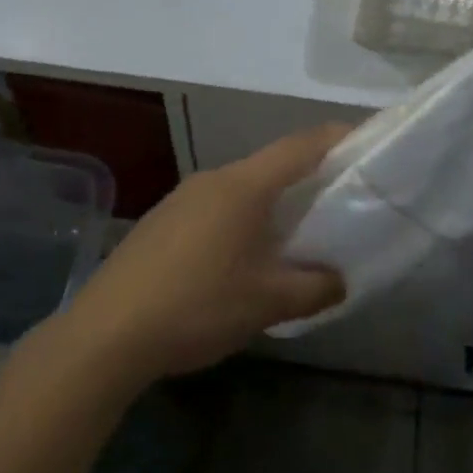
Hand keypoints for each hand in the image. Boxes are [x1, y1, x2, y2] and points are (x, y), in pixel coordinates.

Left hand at [58, 125, 349, 383]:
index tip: (365, 142)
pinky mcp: (162, 222)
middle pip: (270, 165)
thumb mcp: (266, 303)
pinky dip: (241, 219)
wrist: (106, 333)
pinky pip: (215, 207)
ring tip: (295, 233)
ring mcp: (182, 198)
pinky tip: (242, 257)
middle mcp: (212, 180)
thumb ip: (314, 288)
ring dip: (271, 203)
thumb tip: (341, 281)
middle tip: (338, 199)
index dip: (336, 138)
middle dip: (306, 177)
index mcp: (243, 186)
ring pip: (241, 188)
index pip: (300, 147)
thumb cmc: (197, 306)